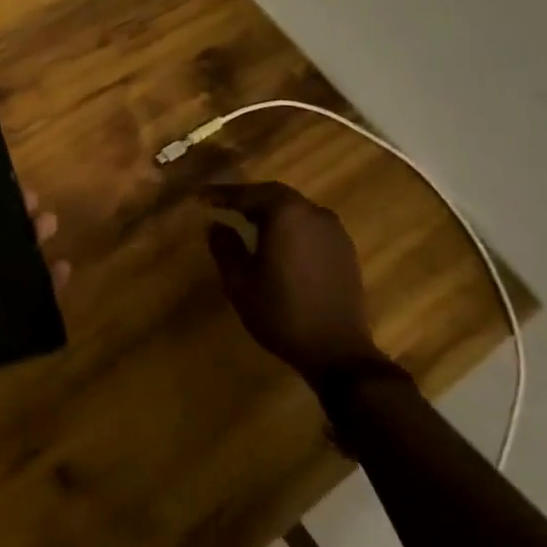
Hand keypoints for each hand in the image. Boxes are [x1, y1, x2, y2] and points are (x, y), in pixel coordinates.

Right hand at [204, 182, 381, 381]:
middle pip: (275, 195)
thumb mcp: (240, 282)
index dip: (222, 195)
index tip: (201, 196)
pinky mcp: (345, 250)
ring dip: (271, 212)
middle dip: (248, 199)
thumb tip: (217, 225)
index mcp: (286, 214)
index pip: (248, 194)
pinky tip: (279, 243)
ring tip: (248, 221)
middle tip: (224, 205)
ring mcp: (334, 231)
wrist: (338, 352)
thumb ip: (225, 247)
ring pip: (295, 210)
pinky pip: (310, 226)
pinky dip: (290, 227)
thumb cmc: (281, 313)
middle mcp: (313, 213)